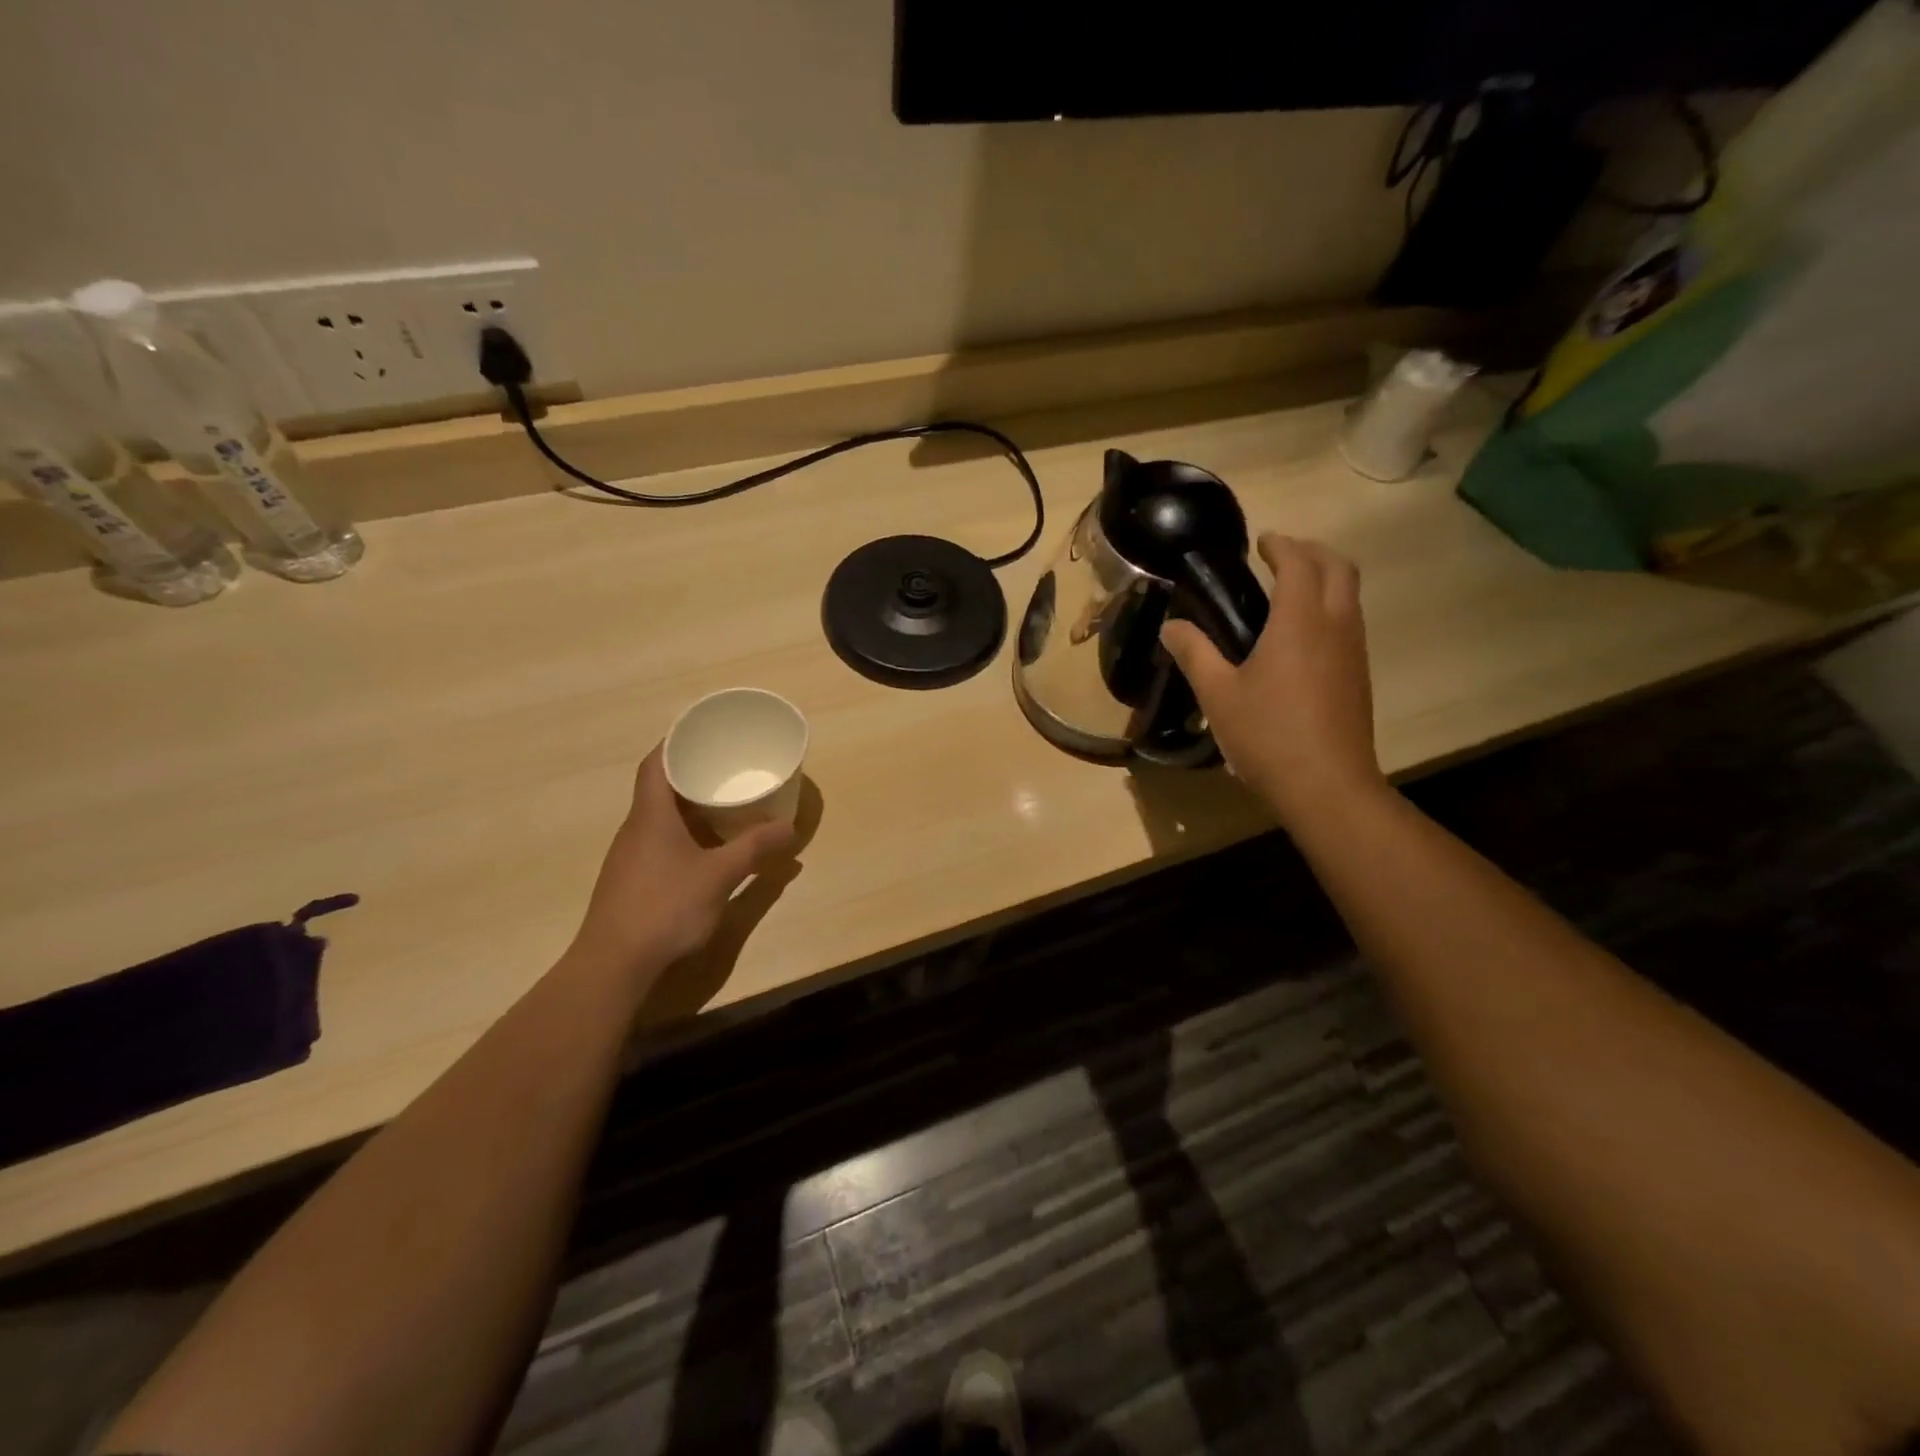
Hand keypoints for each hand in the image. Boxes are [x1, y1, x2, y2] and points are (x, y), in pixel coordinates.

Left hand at [568, 745, 796, 975]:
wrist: (613, 965)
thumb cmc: (665, 908)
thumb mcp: (719, 876)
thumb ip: (755, 849)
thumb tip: (790, 828)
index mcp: (650, 816)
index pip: (655, 764)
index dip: (675, 743)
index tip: (702, 732)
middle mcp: (635, 829)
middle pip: (658, 788)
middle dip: (690, 774)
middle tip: (725, 767)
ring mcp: (629, 857)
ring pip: (659, 818)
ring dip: (688, 807)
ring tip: (722, 804)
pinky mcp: (631, 882)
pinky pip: (659, 842)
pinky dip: (683, 834)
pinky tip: (704, 849)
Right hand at [1161, 533, 1385, 830]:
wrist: (1327, 786)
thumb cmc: (1267, 735)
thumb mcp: (1218, 695)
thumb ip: (1194, 653)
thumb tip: (1171, 626)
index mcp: (1300, 622)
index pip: (1299, 563)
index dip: (1281, 545)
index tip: (1262, 542)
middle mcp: (1336, 626)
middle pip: (1339, 568)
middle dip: (1312, 552)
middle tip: (1280, 557)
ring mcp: (1354, 652)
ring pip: (1350, 596)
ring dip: (1325, 579)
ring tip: (1288, 592)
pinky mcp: (1359, 676)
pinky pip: (1349, 623)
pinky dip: (1329, 608)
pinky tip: (1300, 638)